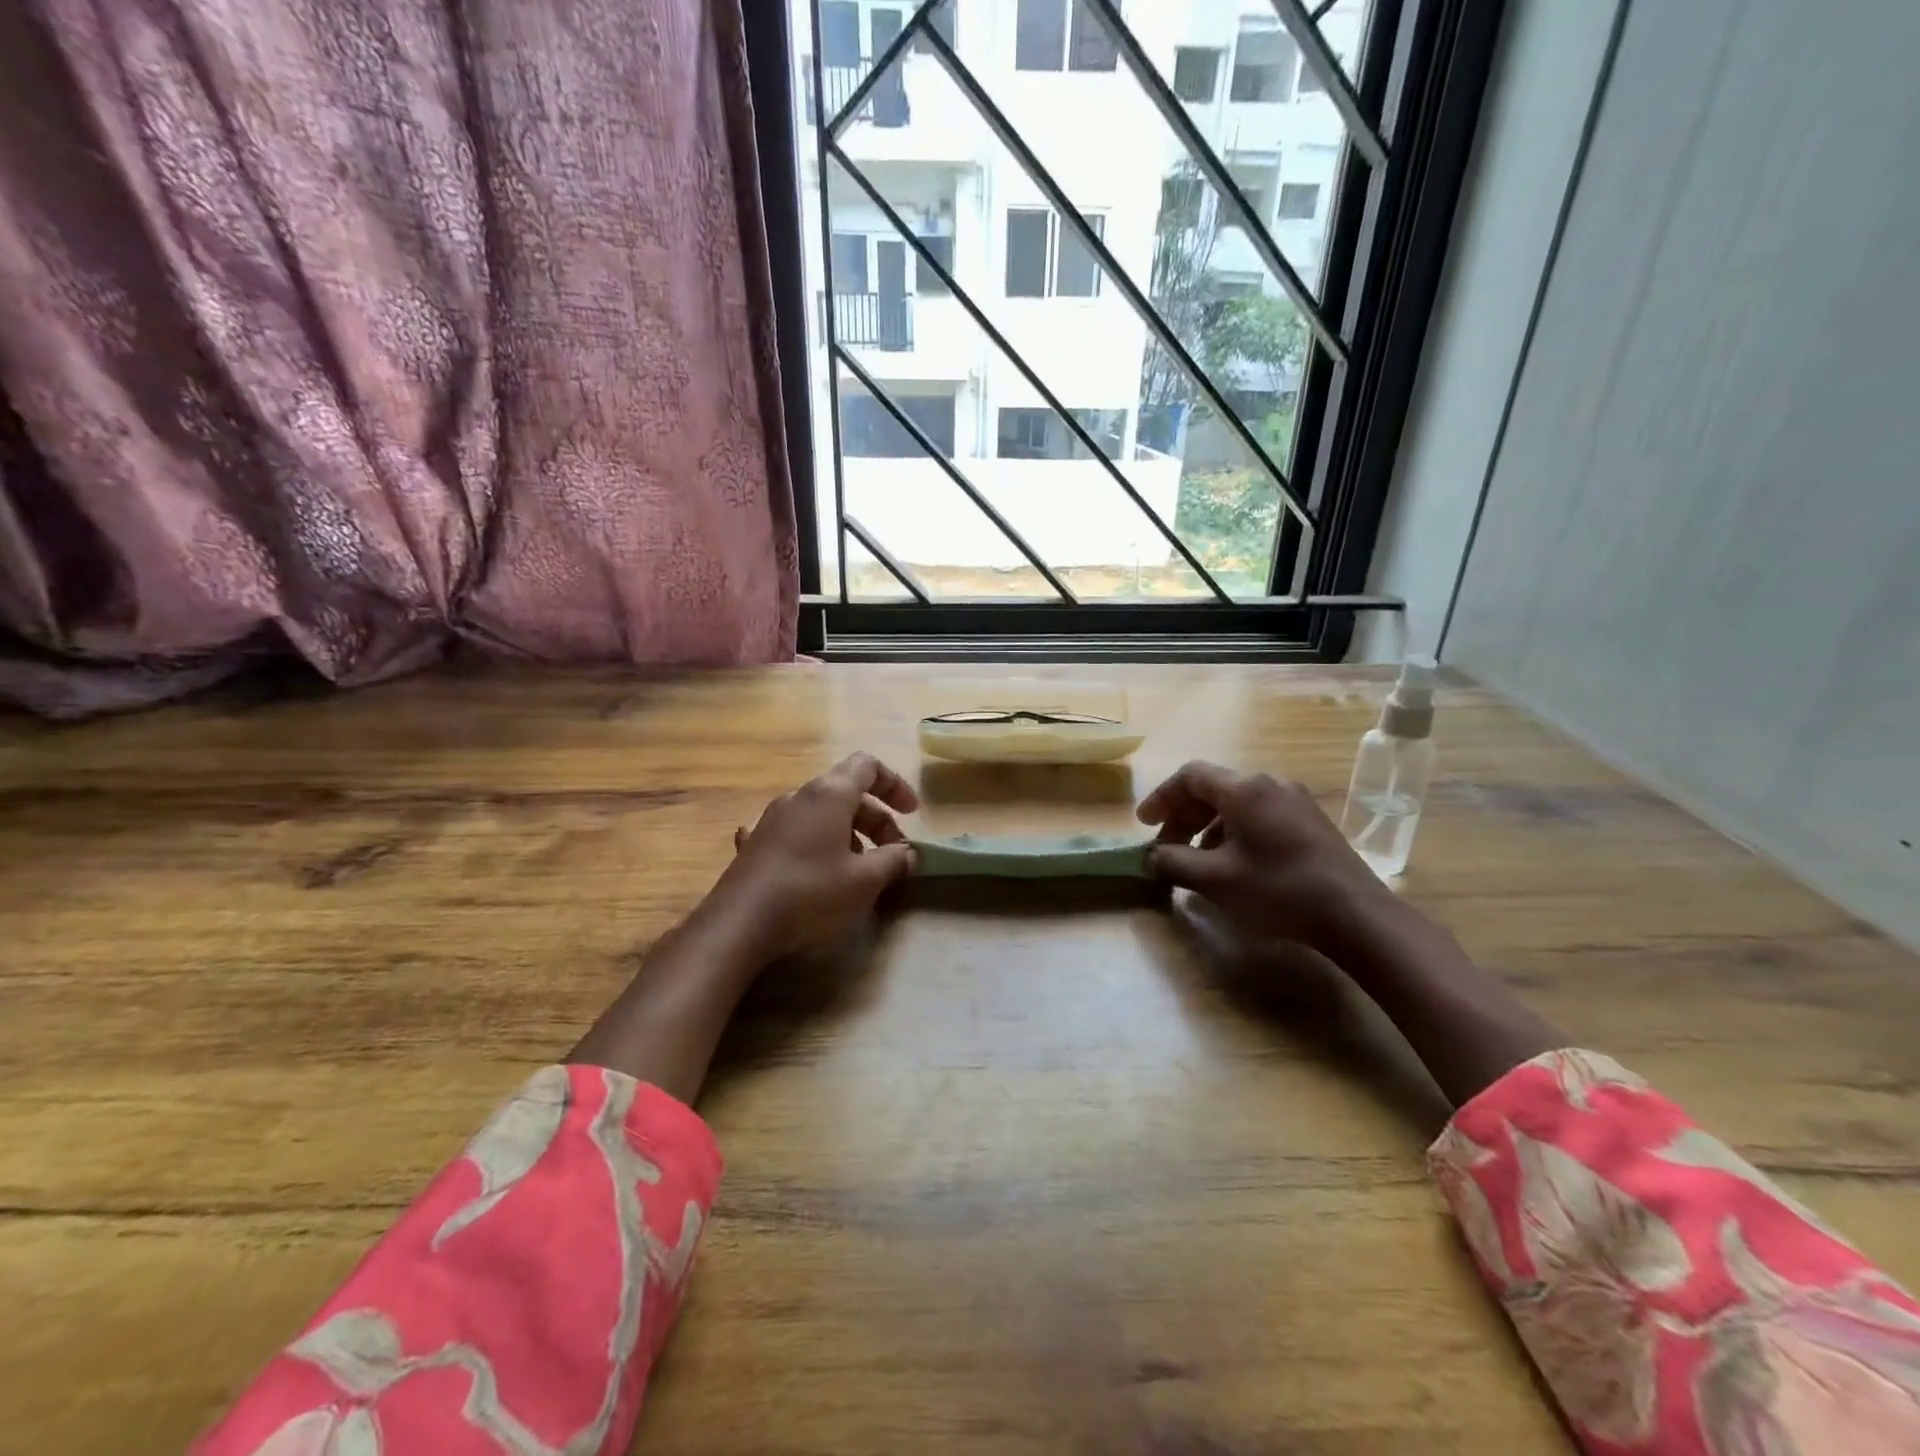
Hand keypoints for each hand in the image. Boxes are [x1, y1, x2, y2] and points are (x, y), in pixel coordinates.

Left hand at [707, 752, 919, 962]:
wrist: (739, 924)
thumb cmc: (811, 893)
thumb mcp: (865, 881)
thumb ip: (894, 861)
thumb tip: (908, 853)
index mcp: (829, 794)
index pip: (868, 766)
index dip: (895, 785)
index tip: (912, 813)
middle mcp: (799, 797)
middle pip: (847, 793)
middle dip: (877, 820)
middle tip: (894, 855)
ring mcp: (771, 819)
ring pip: (820, 814)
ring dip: (847, 834)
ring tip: (858, 869)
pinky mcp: (754, 845)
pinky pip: (793, 833)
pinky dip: (814, 845)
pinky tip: (811, 867)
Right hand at [1136, 760, 1399, 954]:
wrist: (1356, 915)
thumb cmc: (1278, 889)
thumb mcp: (1215, 880)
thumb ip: (1174, 863)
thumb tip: (1153, 857)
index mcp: (1244, 788)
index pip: (1190, 776)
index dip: (1162, 798)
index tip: (1144, 825)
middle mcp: (1270, 783)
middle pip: (1213, 788)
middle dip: (1183, 815)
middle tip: (1165, 846)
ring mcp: (1294, 800)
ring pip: (1236, 803)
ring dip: (1207, 826)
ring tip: (1196, 860)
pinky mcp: (1310, 821)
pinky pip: (1259, 814)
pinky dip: (1233, 831)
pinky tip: (1232, 863)